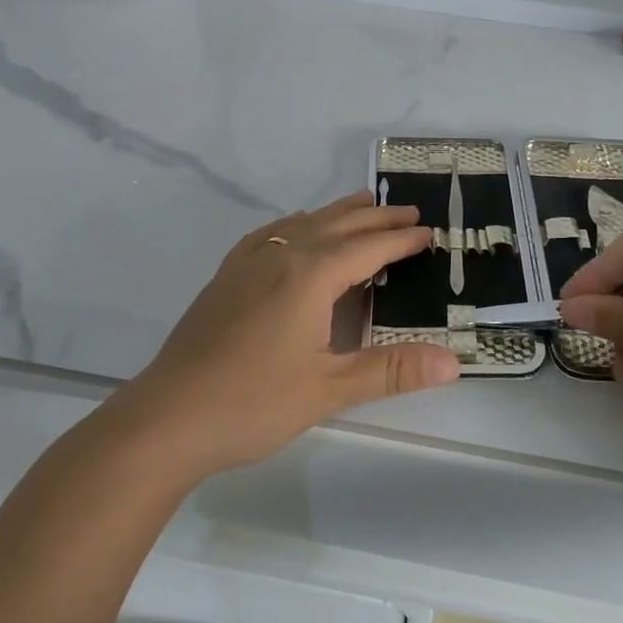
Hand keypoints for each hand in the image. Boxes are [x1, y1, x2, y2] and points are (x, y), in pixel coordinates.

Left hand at [113, 193, 459, 477]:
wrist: (167, 417)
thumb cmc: (254, 402)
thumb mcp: (330, 389)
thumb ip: (392, 370)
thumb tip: (454, 361)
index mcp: (310, 276)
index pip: (368, 248)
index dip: (401, 239)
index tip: (429, 232)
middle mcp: (281, 256)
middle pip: (338, 225)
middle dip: (376, 217)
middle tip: (409, 211)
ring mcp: (248, 264)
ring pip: (303, 224)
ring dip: (338, 214)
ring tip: (363, 205)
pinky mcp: (226, 278)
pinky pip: (270, 234)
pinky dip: (296, 224)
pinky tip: (295, 230)